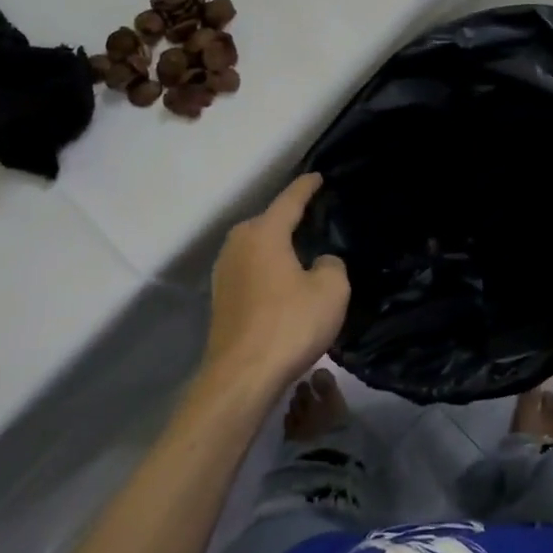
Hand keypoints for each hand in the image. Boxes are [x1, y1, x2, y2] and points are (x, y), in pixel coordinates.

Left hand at [202, 174, 349, 393]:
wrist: (242, 376)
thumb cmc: (289, 324)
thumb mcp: (331, 290)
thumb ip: (332, 264)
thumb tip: (320, 263)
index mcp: (264, 233)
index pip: (290, 200)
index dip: (307, 187)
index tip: (318, 177)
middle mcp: (238, 244)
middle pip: (269, 222)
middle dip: (290, 219)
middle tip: (316, 220)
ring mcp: (224, 272)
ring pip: (257, 248)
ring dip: (277, 248)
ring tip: (301, 254)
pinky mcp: (221, 298)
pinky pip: (251, 271)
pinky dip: (268, 270)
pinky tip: (283, 285)